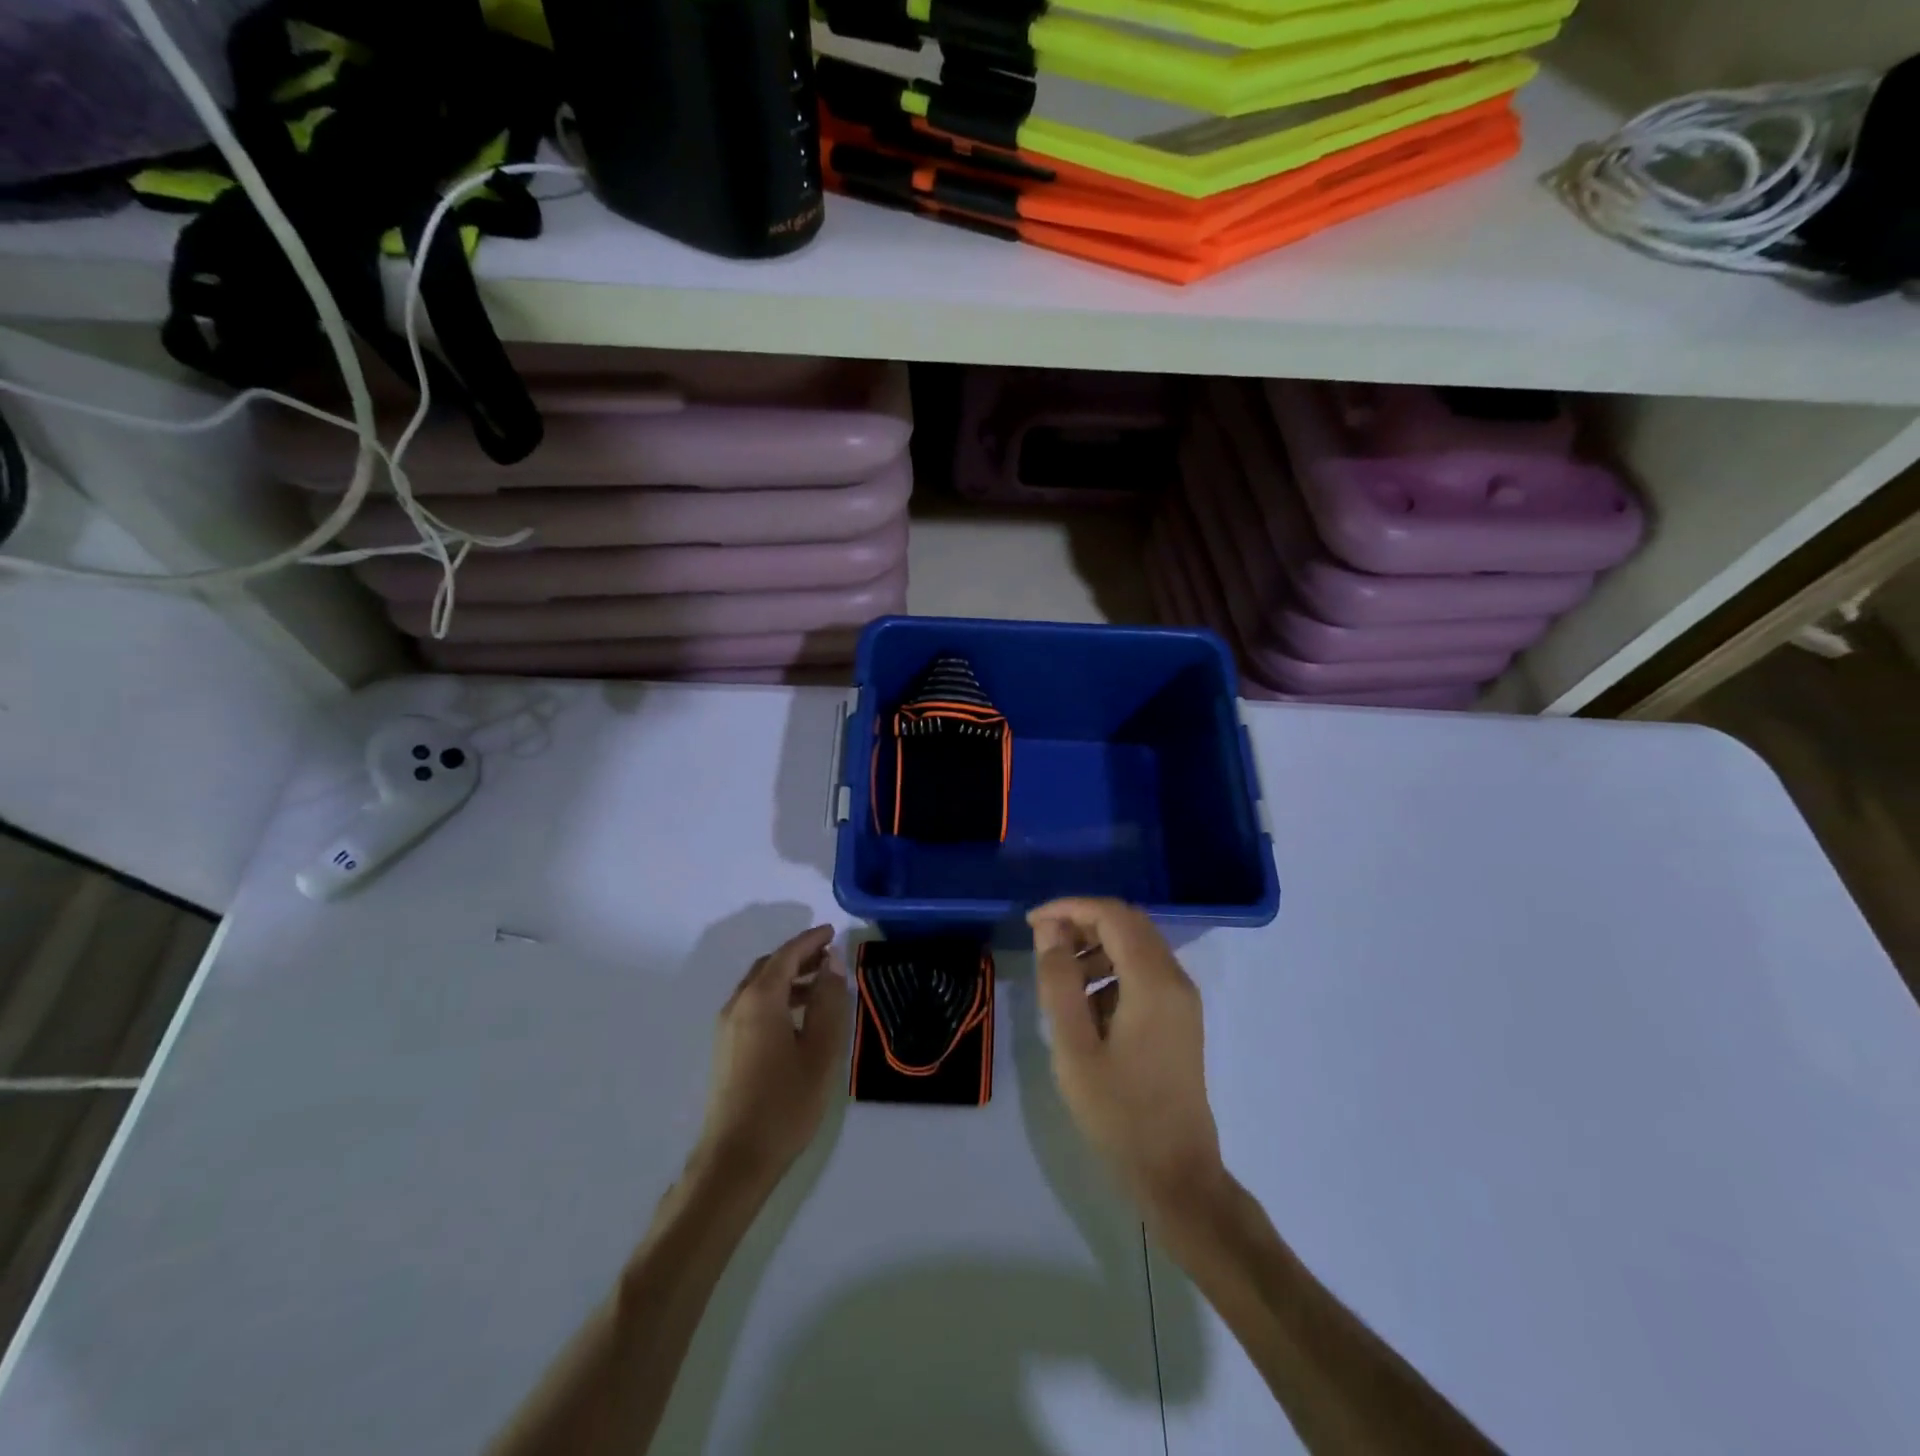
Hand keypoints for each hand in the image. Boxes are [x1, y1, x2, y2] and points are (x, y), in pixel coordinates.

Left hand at [697, 925, 850, 1188]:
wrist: (735, 1159)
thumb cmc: (785, 1103)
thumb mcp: (820, 1050)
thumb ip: (827, 1002)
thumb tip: (832, 964)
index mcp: (760, 1000)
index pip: (787, 955)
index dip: (811, 941)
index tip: (834, 932)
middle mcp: (737, 1005)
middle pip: (769, 967)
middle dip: (799, 957)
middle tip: (830, 957)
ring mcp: (726, 1028)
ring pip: (759, 987)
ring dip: (788, 978)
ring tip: (820, 985)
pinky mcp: (725, 1049)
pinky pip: (752, 1006)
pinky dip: (776, 997)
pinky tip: (797, 1016)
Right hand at [1030, 898, 1225, 1218]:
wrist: (1176, 1174)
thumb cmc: (1119, 1113)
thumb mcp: (1074, 1047)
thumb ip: (1059, 981)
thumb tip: (1049, 929)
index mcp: (1153, 982)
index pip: (1112, 915)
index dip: (1070, 907)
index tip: (1033, 922)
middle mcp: (1175, 979)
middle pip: (1128, 924)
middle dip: (1082, 922)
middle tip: (1043, 943)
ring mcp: (1182, 999)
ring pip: (1137, 946)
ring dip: (1096, 946)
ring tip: (1059, 976)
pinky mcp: (1180, 1017)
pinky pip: (1144, 972)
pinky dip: (1112, 970)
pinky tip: (1086, 1005)